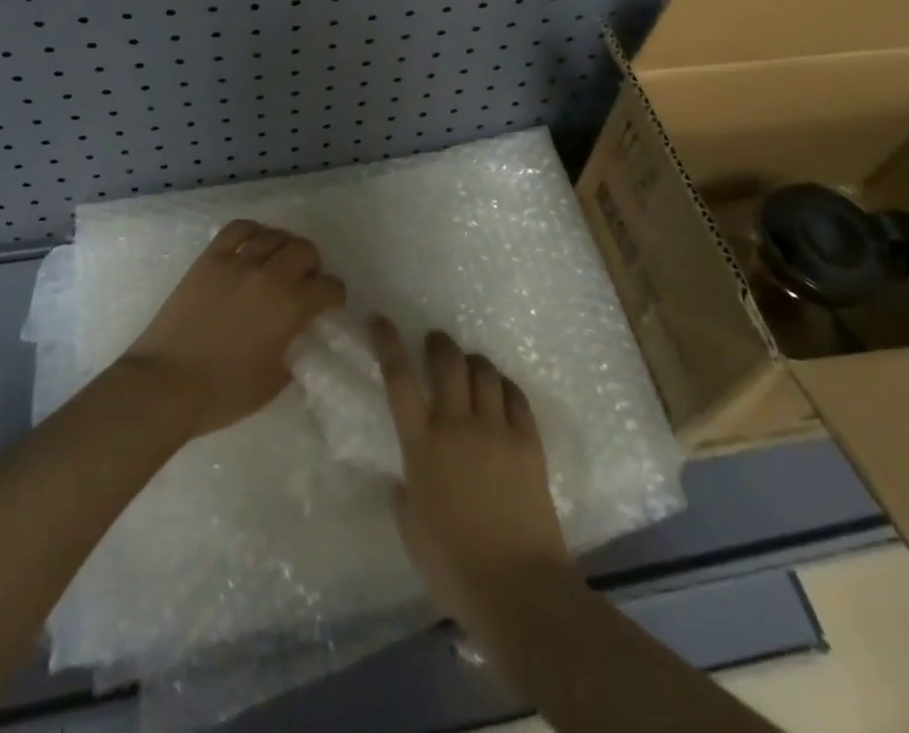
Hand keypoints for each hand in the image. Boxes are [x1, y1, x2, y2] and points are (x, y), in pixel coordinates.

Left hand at [122, 220, 345, 438]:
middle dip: (313, 266)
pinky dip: (253, 230)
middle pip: (305, 250)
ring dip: (285, 247)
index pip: (329, 287)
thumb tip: (302, 334)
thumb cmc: (223, 393)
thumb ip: (296, 350)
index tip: (328, 306)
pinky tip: (255, 242)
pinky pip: (238, 229)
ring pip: (274, 236)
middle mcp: (269, 275)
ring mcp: (237, 262)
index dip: (334, 296)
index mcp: (290, 306)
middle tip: (305, 283)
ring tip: (280, 261)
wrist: (166, 384)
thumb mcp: (274, 381)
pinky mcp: (210, 259)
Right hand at [372, 318, 572, 630]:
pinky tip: (500, 393)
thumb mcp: (412, 531)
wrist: (520, 589)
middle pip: (448, 361)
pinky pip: (515, 395)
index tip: (380, 319)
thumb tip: (404, 477)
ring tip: (469, 369)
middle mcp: (458, 424)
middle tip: (434, 343)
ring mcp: (497, 429)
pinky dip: (504, 386)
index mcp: (422, 445)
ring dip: (472, 362)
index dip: (387, 342)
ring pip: (484, 371)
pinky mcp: (529, 440)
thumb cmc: (454, 567)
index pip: (399, 378)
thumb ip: (403, 495)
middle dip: (438, 343)